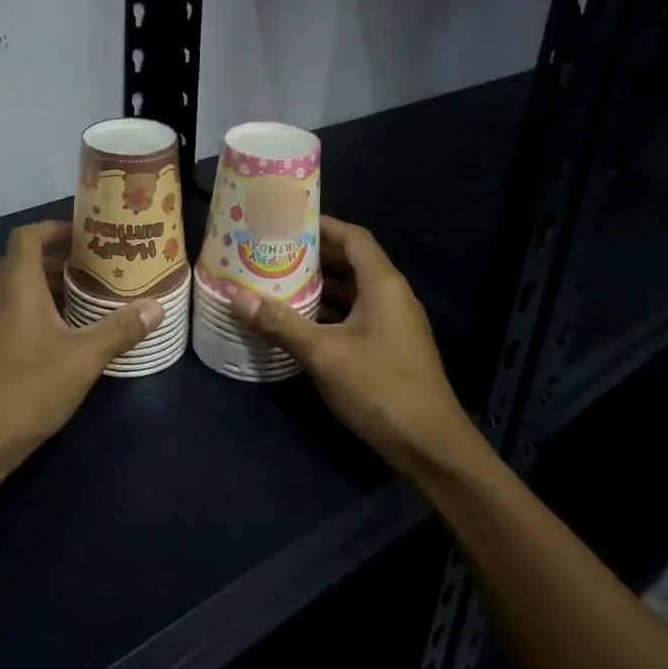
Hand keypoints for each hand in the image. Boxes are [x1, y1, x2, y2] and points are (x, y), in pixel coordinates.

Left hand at [0, 221, 159, 481]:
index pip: (27, 236)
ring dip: (49, 286)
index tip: (85, 234)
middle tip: (97, 268)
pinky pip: (11, 310)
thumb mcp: (84, 357)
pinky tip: (65, 333)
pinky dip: (37, 308)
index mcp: (15, 285)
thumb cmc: (29, 388)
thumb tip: (156, 307)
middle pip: (23, 261)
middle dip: (59, 259)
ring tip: (88, 298)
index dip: (54, 227)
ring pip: (17, 288)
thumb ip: (120, 329)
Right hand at [229, 217, 488, 479]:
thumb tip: (236, 296)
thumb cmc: (379, 388)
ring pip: (352, 291)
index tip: (286, 222)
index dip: (322, 225)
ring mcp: (394, 323)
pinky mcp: (391, 347)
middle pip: (351, 262)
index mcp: (383, 284)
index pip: (353, 237)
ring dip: (319, 286)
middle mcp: (392, 296)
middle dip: (313, 256)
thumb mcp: (323, 354)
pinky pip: (356, 315)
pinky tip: (299, 322)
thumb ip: (280, 323)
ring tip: (277, 281)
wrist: (431, 446)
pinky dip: (329, 311)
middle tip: (272, 252)